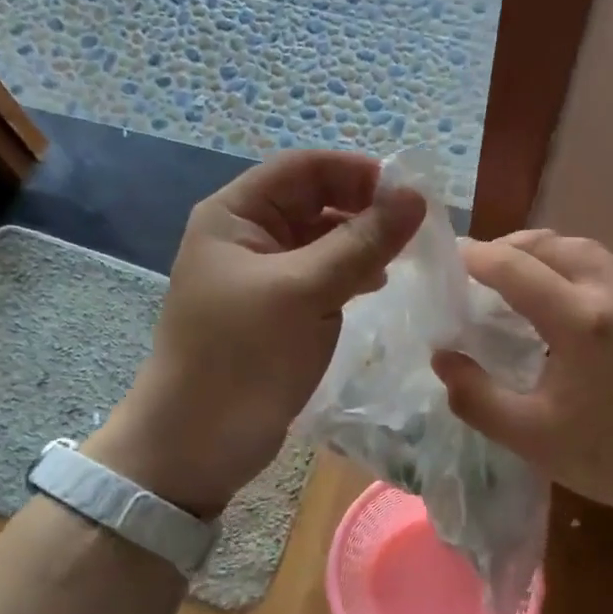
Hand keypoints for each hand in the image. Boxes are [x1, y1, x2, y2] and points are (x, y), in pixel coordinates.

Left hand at [87, 152, 424, 516]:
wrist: (196, 445)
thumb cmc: (242, 358)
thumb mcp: (305, 292)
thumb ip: (361, 242)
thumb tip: (416, 196)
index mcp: (236, 214)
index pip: (304, 167)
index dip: (357, 172)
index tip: (409, 193)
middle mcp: (247, 235)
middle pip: (316, 200)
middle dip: (364, 208)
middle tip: (415, 229)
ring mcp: (263, 274)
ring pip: (323, 239)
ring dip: (362, 242)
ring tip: (402, 258)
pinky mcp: (278, 309)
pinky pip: (321, 274)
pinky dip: (351, 274)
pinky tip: (376, 286)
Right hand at [432, 230, 612, 530]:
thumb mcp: (531, 437)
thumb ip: (476, 397)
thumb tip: (443, 358)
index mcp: (579, 320)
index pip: (517, 267)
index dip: (478, 258)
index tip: (450, 258)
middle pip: (555, 245)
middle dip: (511, 246)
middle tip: (480, 266)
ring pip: (587, 252)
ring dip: (547, 252)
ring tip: (520, 275)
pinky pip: (608, 271)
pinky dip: (573, 268)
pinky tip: (564, 302)